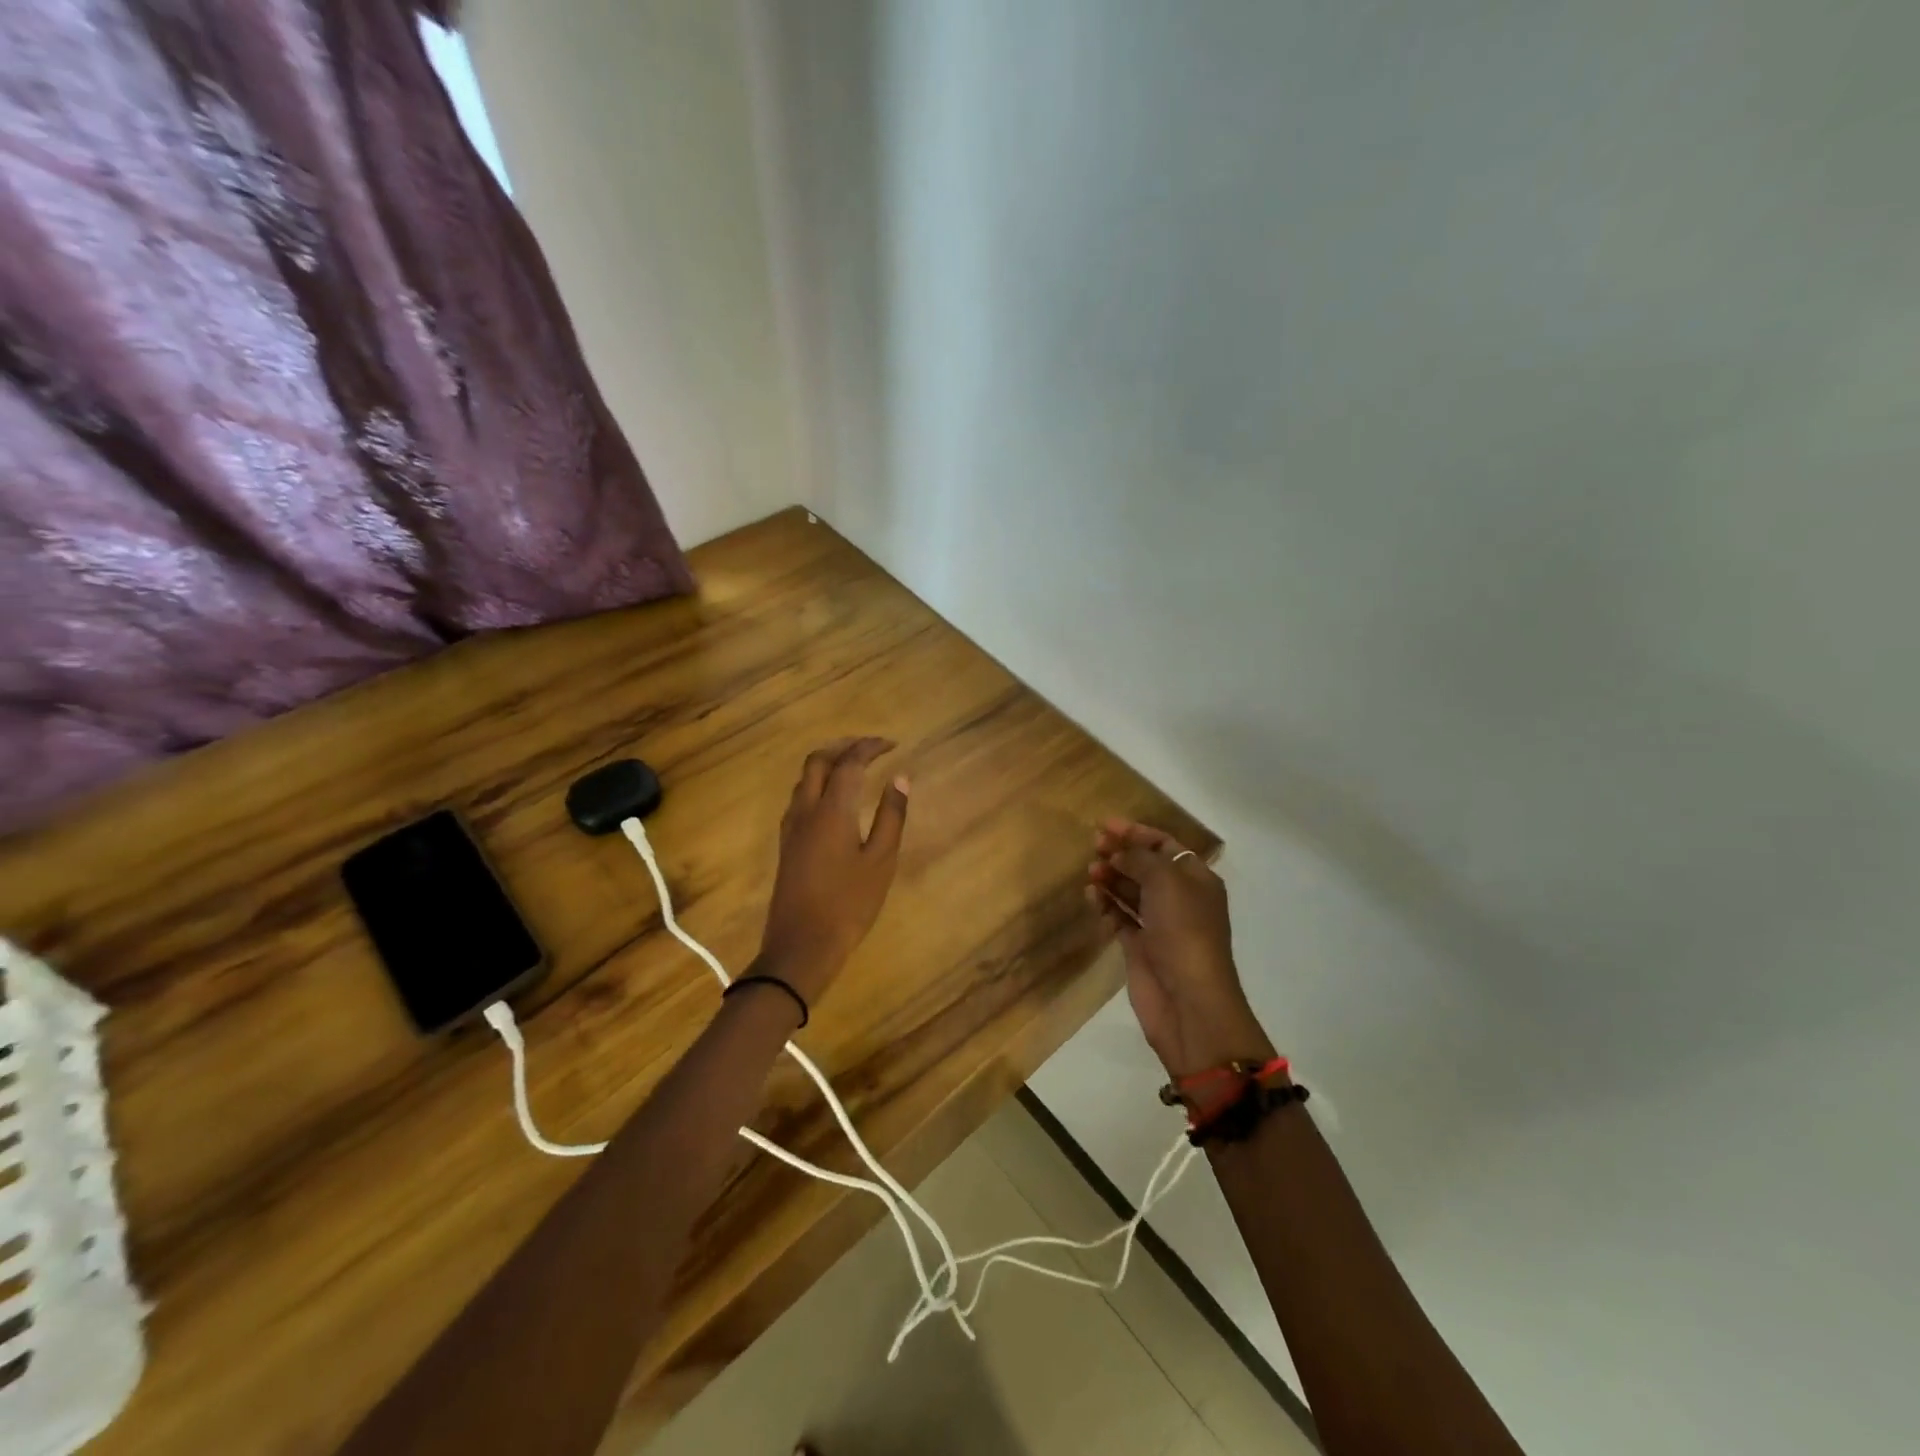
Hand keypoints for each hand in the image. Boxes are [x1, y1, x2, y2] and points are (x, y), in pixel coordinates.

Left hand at [757, 737, 910, 1004]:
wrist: (801, 945)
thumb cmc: (849, 903)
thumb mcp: (881, 861)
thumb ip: (891, 816)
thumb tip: (900, 779)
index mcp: (832, 809)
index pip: (849, 762)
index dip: (870, 747)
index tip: (892, 744)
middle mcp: (806, 809)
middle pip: (818, 761)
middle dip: (843, 745)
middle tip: (870, 747)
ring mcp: (791, 827)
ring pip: (805, 778)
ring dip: (827, 762)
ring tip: (853, 766)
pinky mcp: (786, 843)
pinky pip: (800, 797)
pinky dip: (818, 783)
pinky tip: (834, 798)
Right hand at [1087, 819, 1272, 1075]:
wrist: (1188, 1000)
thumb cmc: (1184, 931)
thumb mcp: (1166, 881)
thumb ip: (1140, 859)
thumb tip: (1119, 853)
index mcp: (1197, 880)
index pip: (1166, 846)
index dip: (1137, 832)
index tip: (1106, 825)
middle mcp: (1180, 899)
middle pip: (1146, 867)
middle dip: (1121, 853)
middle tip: (1094, 845)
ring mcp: (1160, 925)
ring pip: (1131, 892)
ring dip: (1111, 878)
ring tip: (1090, 871)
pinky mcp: (1141, 948)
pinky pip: (1120, 917)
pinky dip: (1106, 905)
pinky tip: (1092, 897)